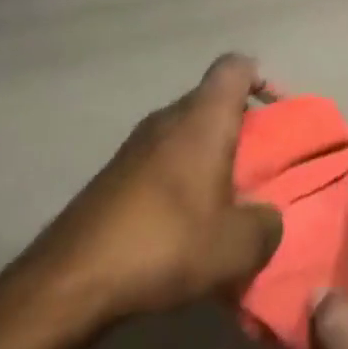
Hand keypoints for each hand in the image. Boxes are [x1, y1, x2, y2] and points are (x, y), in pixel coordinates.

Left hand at [1, 54, 284, 346]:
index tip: (277, 115)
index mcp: (203, 118)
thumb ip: (267, 225)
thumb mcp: (238, 246)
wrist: (70, 281)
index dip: (260, 80)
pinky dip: (179, 180)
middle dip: (239, 128)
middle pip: (211, 101)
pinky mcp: (112, 177)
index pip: (235, 67)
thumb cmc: (166, 243)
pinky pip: (160, 162)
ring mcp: (134, 146)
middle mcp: (167, 119)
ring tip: (224, 203)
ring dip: (207, 158)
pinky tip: (183, 226)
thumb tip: (267, 217)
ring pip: (184, 133)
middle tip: (258, 169)